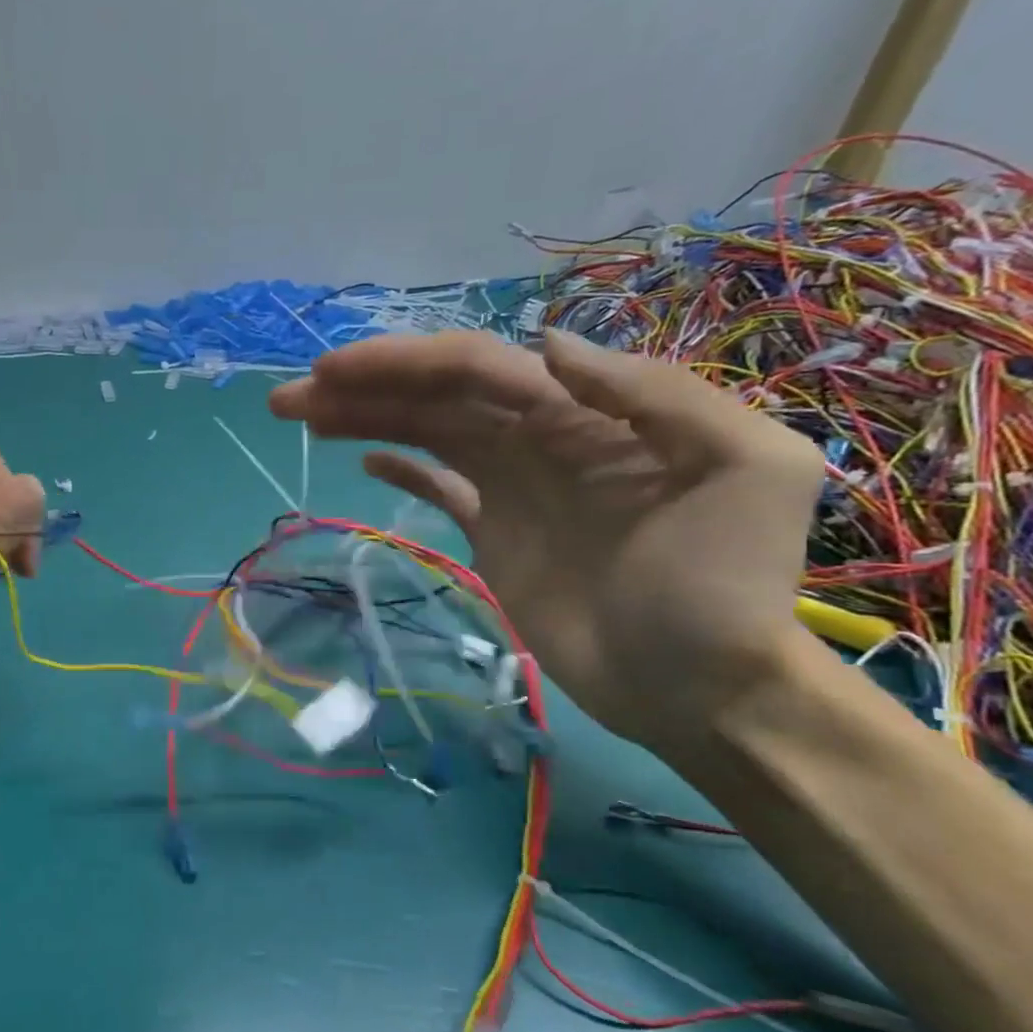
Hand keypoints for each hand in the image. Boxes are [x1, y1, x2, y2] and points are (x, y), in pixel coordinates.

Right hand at [269, 329, 823, 754]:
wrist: (703, 686)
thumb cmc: (724, 585)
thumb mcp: (744, 469)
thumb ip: (654, 396)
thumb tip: (545, 345)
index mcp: (586, 412)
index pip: (477, 369)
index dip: (402, 364)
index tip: (332, 373)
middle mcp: (539, 438)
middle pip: (436, 397)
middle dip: (363, 388)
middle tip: (288, 397)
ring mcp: (511, 488)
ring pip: (426, 435)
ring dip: (364, 419)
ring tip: (301, 415)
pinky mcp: (492, 535)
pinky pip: (439, 487)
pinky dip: (402, 467)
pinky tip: (365, 458)